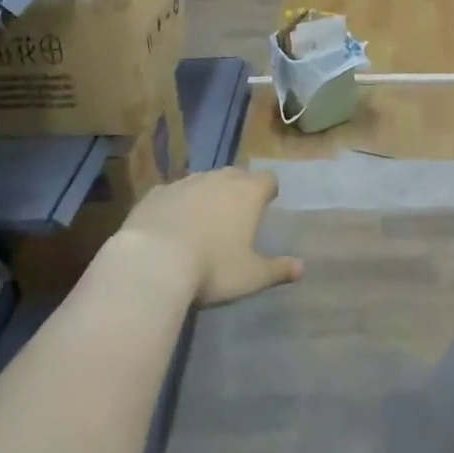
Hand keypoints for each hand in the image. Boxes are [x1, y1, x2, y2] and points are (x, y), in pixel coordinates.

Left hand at [121, 167, 302, 306]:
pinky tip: (169, 227)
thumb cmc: (212, 269)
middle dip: (238, 190)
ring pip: (203, 181)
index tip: (266, 205)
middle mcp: (218, 179)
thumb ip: (277, 270)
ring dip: (206, 195)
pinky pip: (172, 193)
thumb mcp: (251, 277)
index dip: (268, 191)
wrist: (152, 263)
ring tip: (201, 223)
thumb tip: (301, 268)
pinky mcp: (156, 193)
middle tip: (235, 216)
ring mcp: (185, 182)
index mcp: (247, 193)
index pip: (268, 179)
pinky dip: (176, 205)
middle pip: (235, 175)